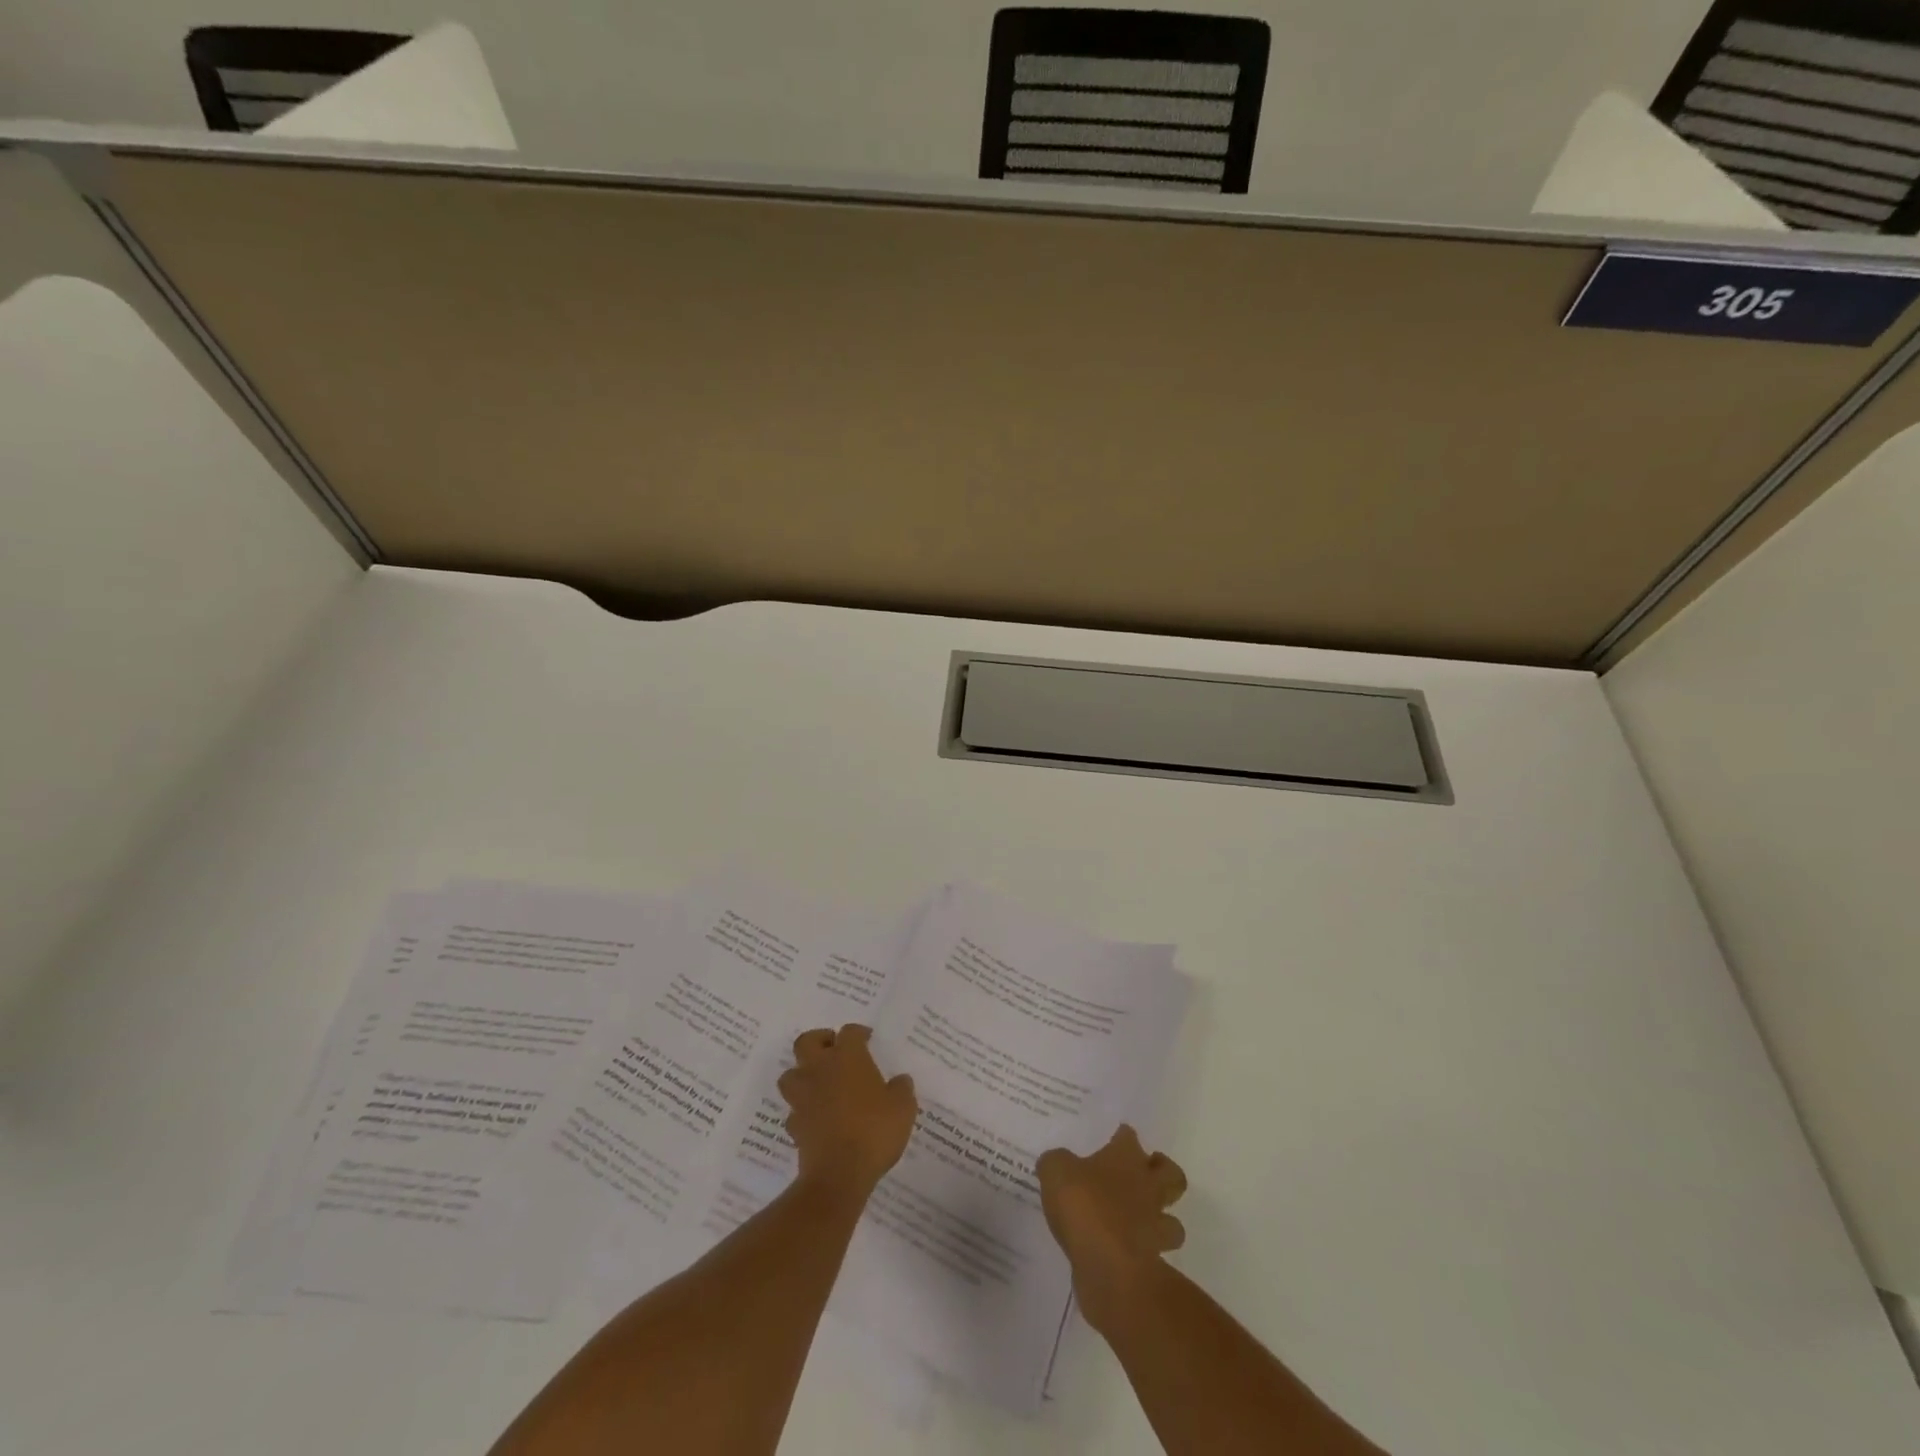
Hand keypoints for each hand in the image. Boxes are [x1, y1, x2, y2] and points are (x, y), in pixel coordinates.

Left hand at [777, 1024, 917, 1194]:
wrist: (839, 1174)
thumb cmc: (874, 1131)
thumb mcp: (903, 1108)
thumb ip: (902, 1089)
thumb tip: (900, 1081)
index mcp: (847, 1058)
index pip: (849, 1032)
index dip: (859, 1033)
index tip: (867, 1039)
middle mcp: (820, 1070)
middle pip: (807, 1042)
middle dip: (819, 1041)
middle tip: (833, 1049)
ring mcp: (803, 1097)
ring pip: (791, 1074)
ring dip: (802, 1074)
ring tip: (819, 1083)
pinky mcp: (794, 1125)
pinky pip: (794, 1110)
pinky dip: (802, 1110)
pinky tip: (815, 1118)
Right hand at [1037, 1125, 1186, 1331]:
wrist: (1107, 1263)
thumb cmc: (1082, 1204)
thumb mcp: (1055, 1171)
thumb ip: (1056, 1163)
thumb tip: (1055, 1163)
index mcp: (1125, 1157)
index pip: (1129, 1137)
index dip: (1122, 1136)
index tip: (1116, 1138)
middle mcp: (1147, 1186)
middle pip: (1171, 1174)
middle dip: (1163, 1172)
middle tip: (1145, 1173)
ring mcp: (1153, 1225)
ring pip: (1174, 1220)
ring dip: (1163, 1219)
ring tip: (1144, 1219)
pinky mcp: (1152, 1261)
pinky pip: (1156, 1254)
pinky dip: (1147, 1252)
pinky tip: (1128, 1251)